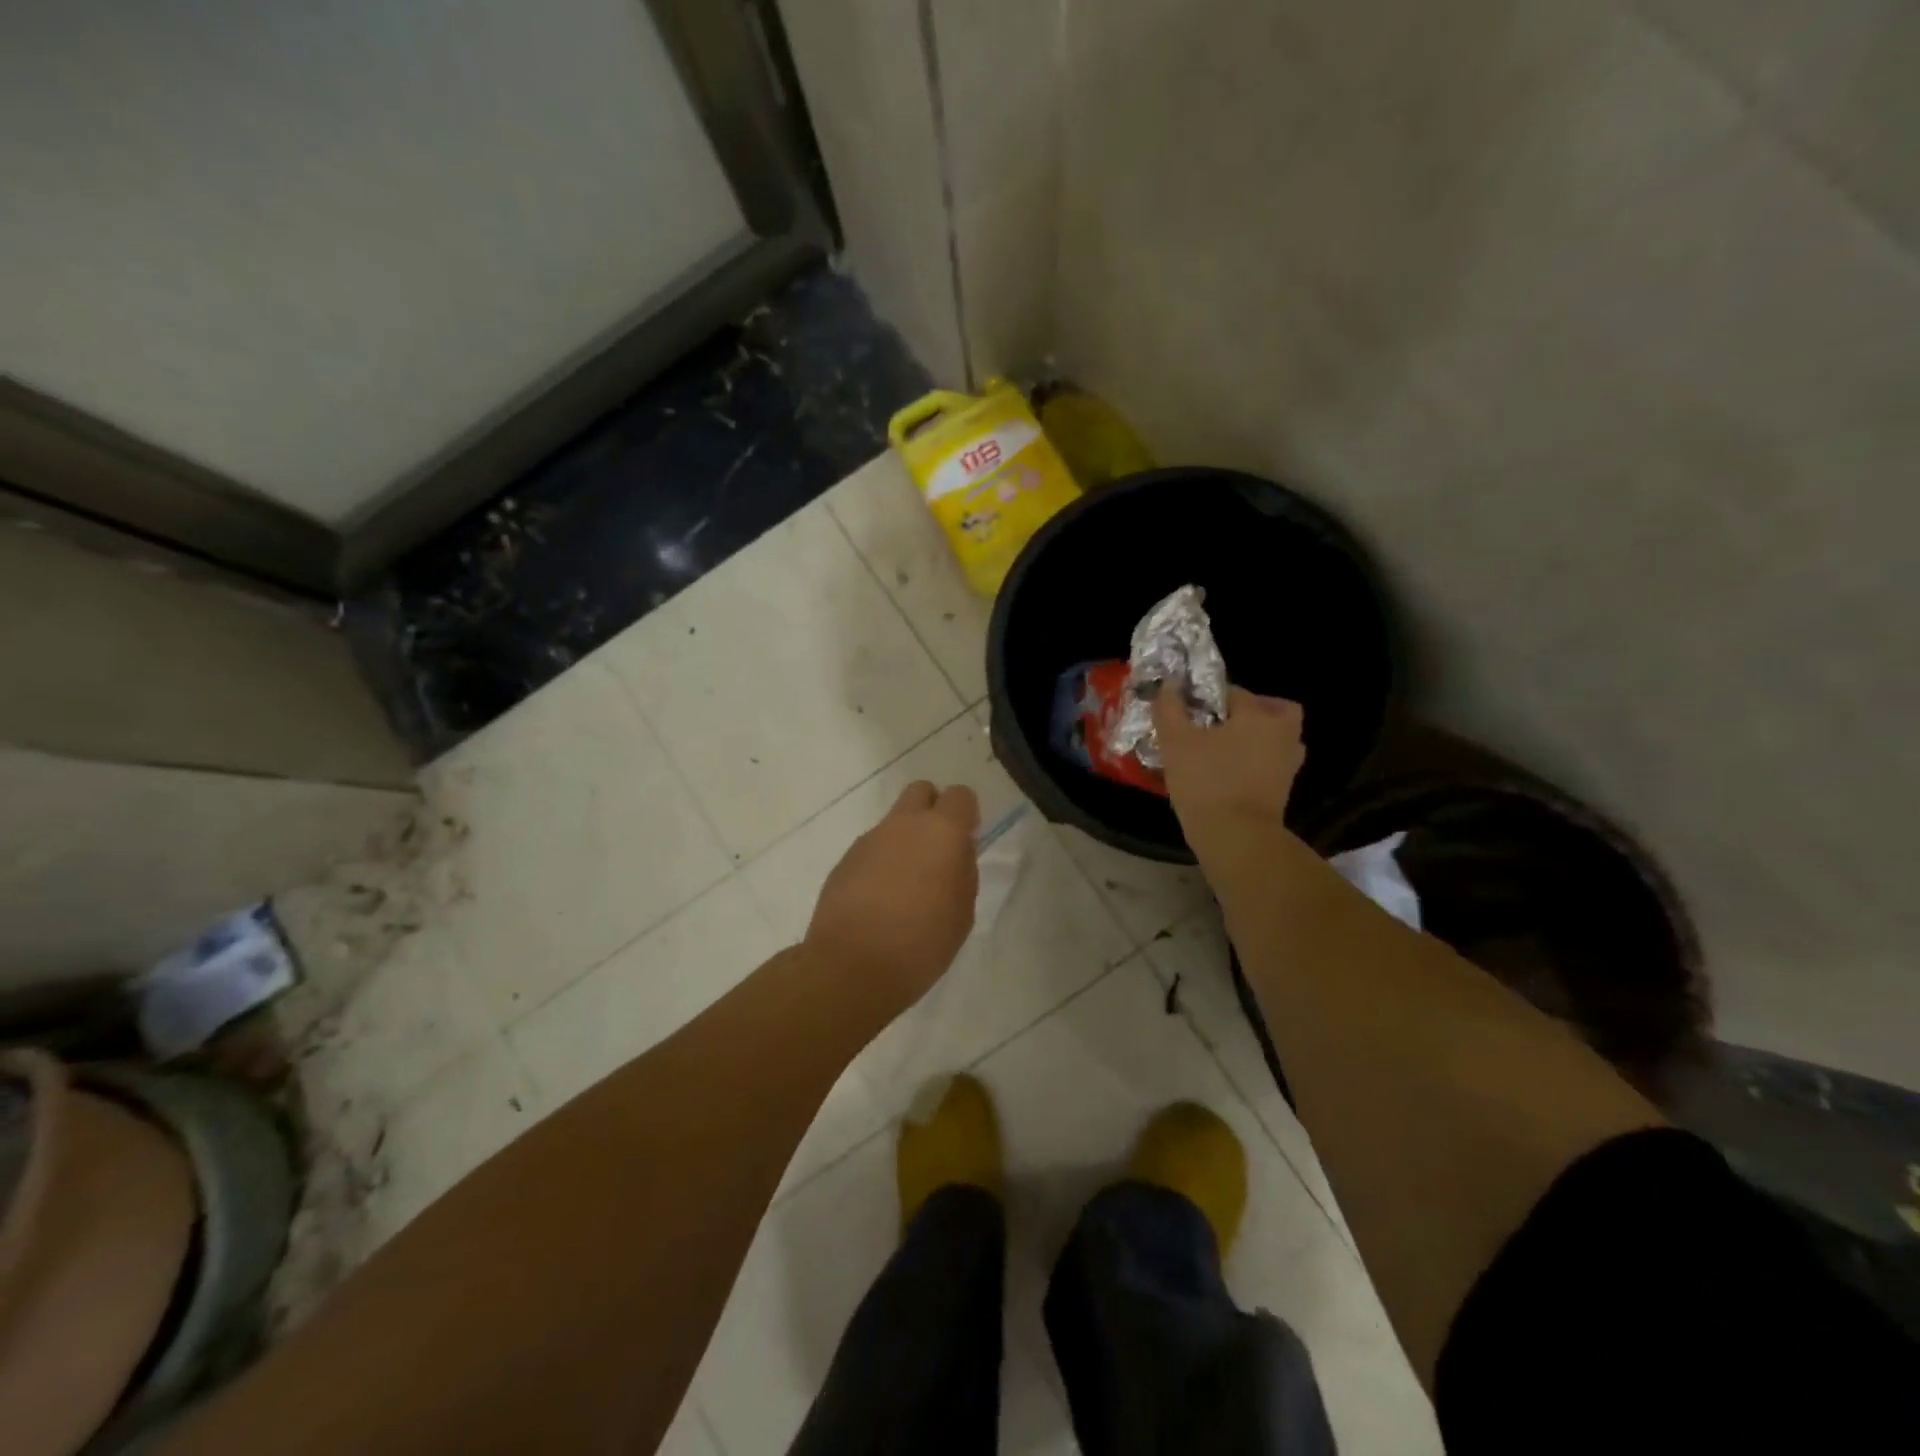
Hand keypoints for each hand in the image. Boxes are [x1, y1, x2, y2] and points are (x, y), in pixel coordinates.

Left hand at [804, 781, 980, 1007]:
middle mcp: (904, 825)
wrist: (853, 966)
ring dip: (904, 841)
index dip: (966, 815)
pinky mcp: (844, 860)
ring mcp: (869, 840)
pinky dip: (880, 863)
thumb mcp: (962, 912)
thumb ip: (962, 872)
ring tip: (904, 887)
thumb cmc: (922, 943)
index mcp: (941, 832)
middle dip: (932, 810)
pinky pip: (871, 849)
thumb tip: (955, 854)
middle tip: (936, 851)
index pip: (960, 795)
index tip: (965, 842)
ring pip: (894, 823)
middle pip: (921, 791)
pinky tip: (879, 901)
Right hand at [1151, 685, 1305, 844]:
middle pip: (1276, 710)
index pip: (1234, 692)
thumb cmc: (1206, 781)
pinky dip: (1257, 764)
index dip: (1209, 697)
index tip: (1190, 711)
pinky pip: (1272, 765)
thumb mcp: (1175, 741)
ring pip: (1278, 739)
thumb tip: (1169, 685)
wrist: (1236, 837)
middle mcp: (1281, 734)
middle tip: (1224, 723)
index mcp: (1257, 715)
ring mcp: (1287, 765)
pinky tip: (1230, 773)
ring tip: (1225, 749)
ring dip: (1258, 739)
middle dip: (1254, 711)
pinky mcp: (1284, 791)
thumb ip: (1169, 709)